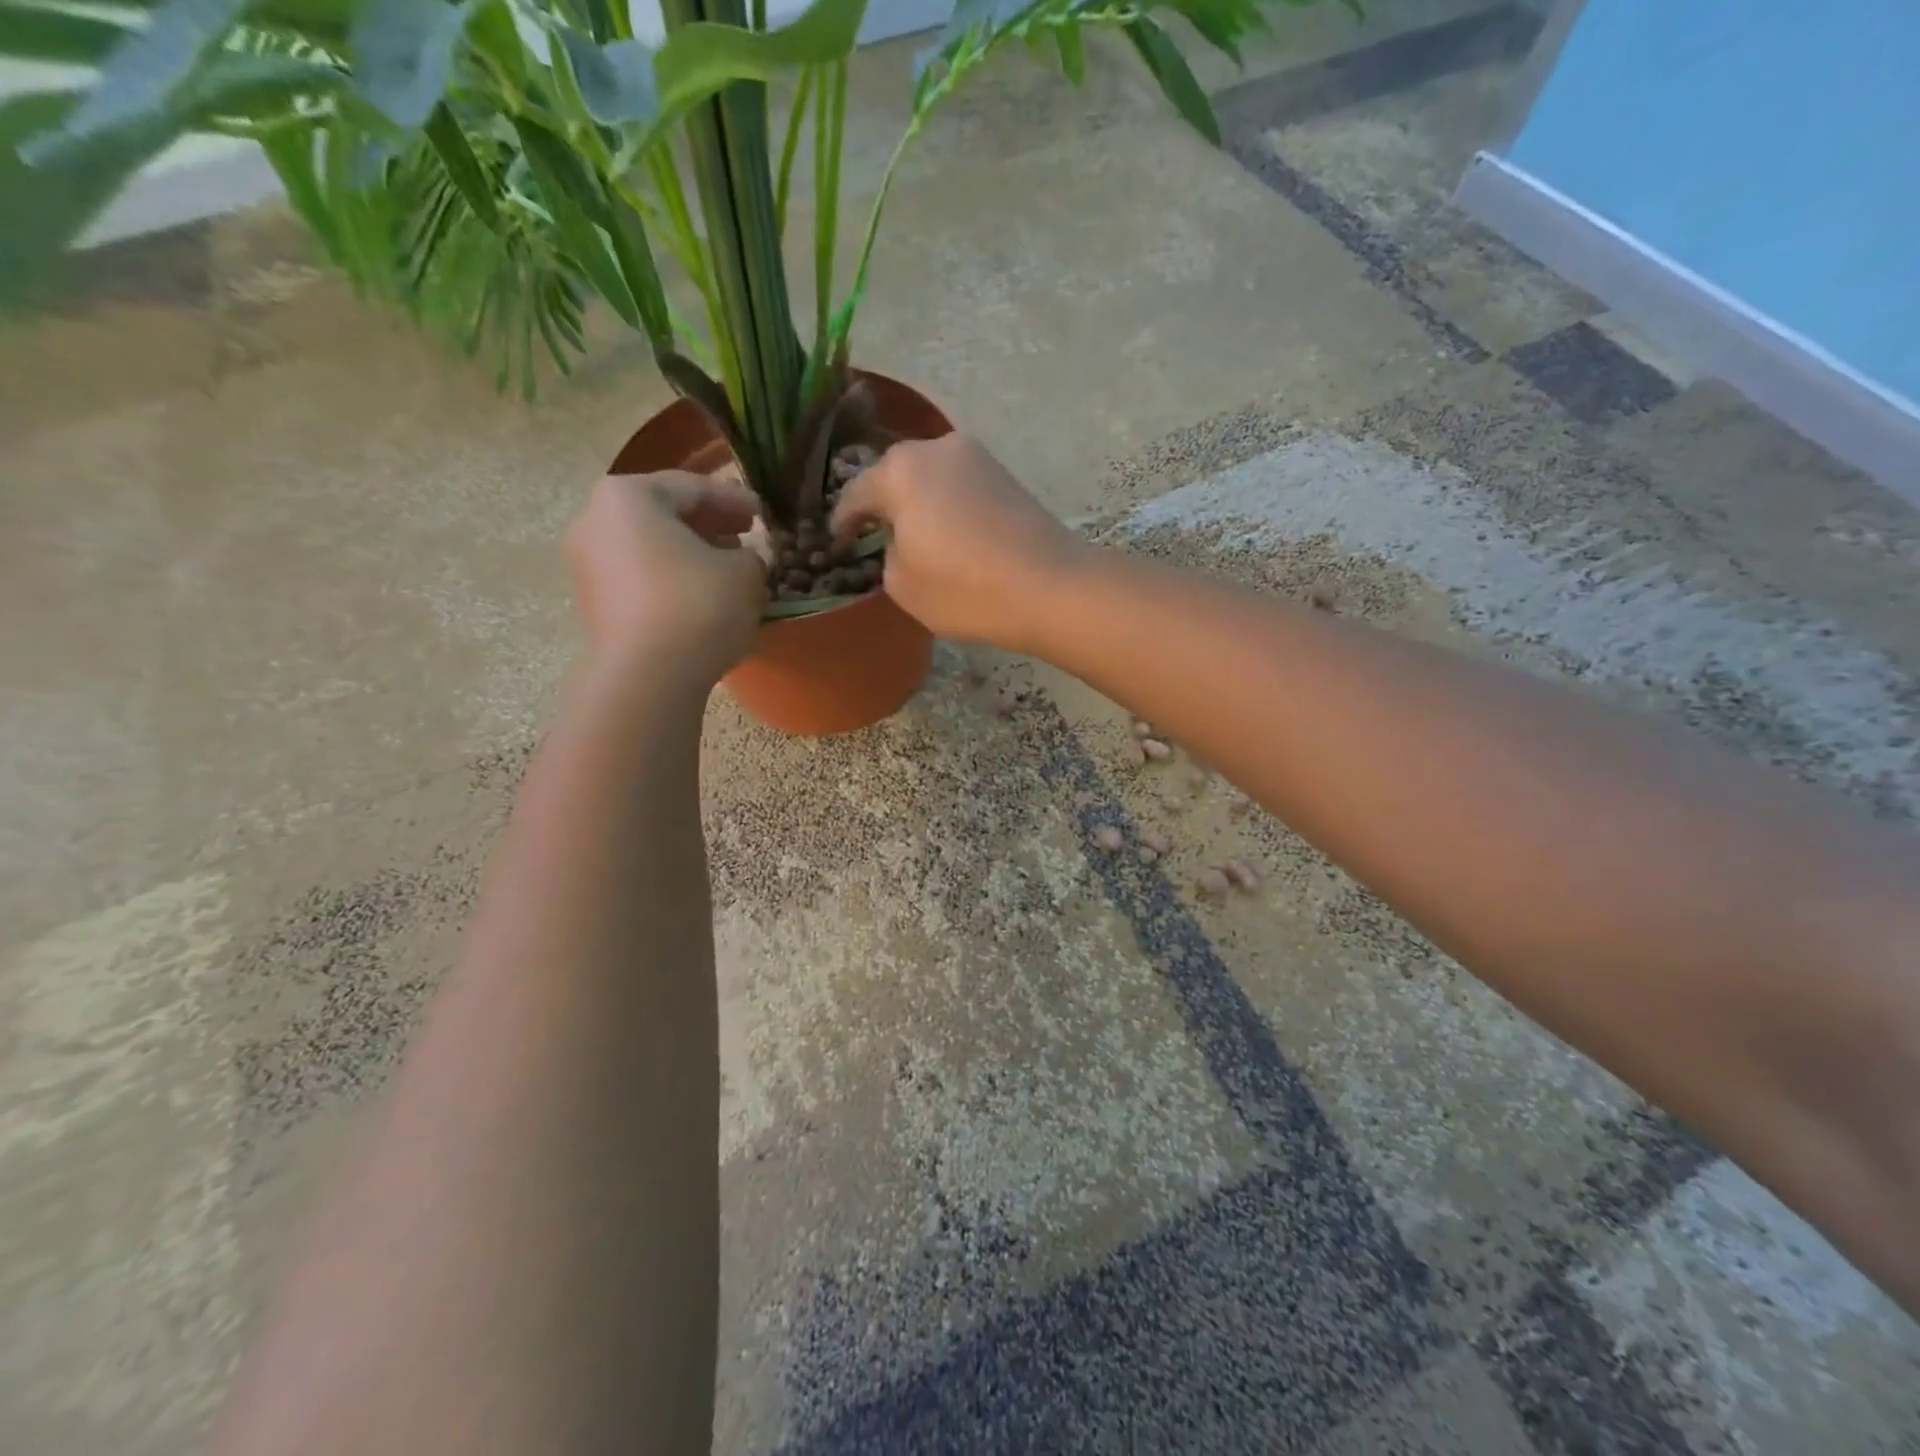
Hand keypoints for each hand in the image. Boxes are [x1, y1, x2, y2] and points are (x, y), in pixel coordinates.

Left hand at [564, 472, 766, 683]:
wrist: (647, 676)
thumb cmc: (697, 606)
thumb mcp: (745, 572)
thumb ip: (753, 554)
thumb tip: (748, 558)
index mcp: (628, 496)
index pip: (691, 487)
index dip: (734, 498)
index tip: (763, 512)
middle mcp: (596, 521)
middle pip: (664, 514)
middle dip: (710, 525)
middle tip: (746, 536)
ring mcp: (588, 565)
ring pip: (652, 547)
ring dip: (692, 554)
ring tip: (730, 569)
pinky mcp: (594, 604)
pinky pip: (641, 578)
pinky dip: (674, 579)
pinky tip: (705, 597)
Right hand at [830, 433, 1084, 649]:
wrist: (1049, 587)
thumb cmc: (964, 588)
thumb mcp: (902, 584)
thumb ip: (888, 554)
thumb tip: (902, 541)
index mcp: (901, 470)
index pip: (857, 493)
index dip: (843, 521)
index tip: (837, 542)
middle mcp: (936, 448)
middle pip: (895, 474)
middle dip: (882, 503)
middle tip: (873, 534)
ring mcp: (976, 457)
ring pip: (930, 477)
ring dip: (917, 501)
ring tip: (913, 535)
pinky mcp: (1005, 475)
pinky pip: (959, 485)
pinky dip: (947, 505)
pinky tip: (949, 532)